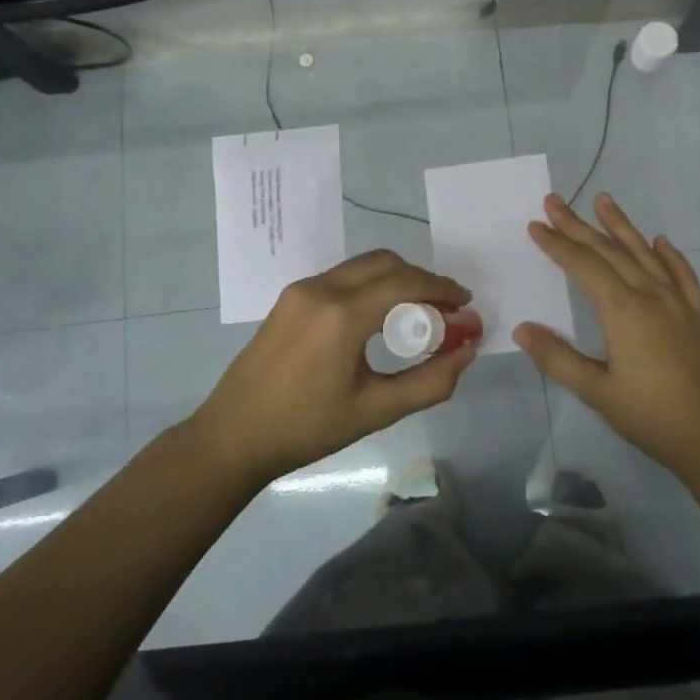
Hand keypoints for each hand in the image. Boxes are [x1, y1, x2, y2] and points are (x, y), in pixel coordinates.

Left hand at [191, 250, 477, 483]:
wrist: (233, 436)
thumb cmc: (306, 429)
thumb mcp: (376, 411)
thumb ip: (430, 382)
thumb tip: (467, 352)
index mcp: (342, 315)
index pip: (405, 283)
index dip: (442, 288)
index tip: (465, 304)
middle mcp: (321, 289)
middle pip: (386, 263)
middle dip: (422, 279)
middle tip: (445, 309)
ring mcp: (301, 290)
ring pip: (363, 266)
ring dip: (396, 279)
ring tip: (416, 313)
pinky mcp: (290, 297)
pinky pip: (343, 277)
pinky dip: (371, 285)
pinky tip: (379, 317)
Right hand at [515, 192, 699, 475]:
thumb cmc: (650, 415)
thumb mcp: (596, 391)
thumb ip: (558, 358)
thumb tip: (521, 329)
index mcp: (623, 310)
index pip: (583, 265)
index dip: (557, 244)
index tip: (536, 224)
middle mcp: (650, 295)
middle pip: (609, 251)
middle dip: (579, 225)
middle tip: (555, 201)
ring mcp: (678, 302)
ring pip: (645, 253)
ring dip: (622, 226)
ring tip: (604, 200)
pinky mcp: (698, 314)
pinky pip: (682, 274)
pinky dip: (670, 255)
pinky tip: (661, 241)